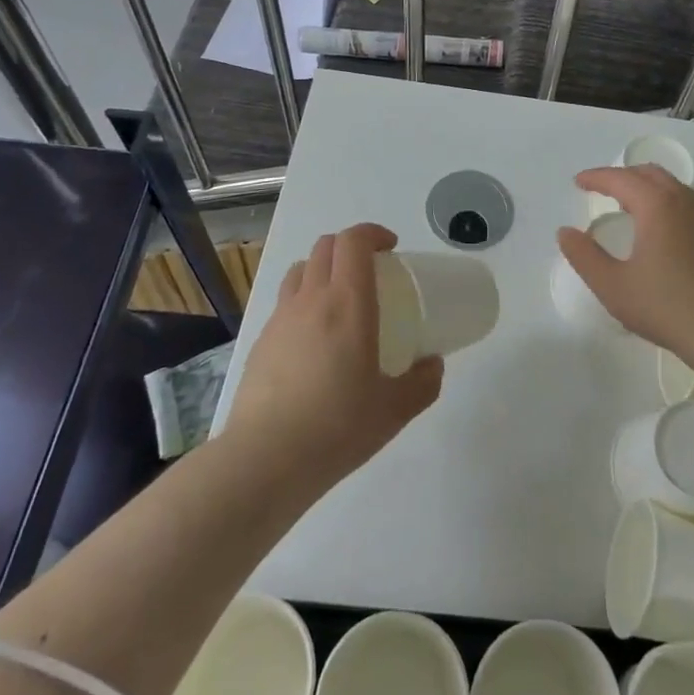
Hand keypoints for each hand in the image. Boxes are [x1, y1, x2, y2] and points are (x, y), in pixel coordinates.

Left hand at [227, 223, 442, 490]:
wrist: (264, 461)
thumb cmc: (337, 427)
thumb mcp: (395, 410)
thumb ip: (422, 382)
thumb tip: (433, 365)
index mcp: (347, 303)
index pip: (353, 241)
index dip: (373, 233)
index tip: (391, 248)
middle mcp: (310, 299)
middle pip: (325, 247)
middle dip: (350, 247)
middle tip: (371, 271)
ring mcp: (280, 319)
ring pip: (301, 270)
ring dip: (323, 269)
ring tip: (340, 300)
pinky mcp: (260, 343)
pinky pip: (284, 304)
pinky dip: (303, 303)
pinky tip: (314, 342)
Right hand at [556, 166, 693, 356]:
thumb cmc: (665, 306)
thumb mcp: (613, 285)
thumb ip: (584, 256)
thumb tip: (565, 232)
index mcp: (656, 205)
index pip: (621, 179)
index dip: (596, 177)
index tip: (578, 182)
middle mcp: (681, 201)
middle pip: (648, 174)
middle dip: (621, 176)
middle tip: (600, 189)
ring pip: (669, 186)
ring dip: (643, 186)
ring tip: (624, 204)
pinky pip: (682, 202)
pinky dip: (661, 200)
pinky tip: (654, 227)